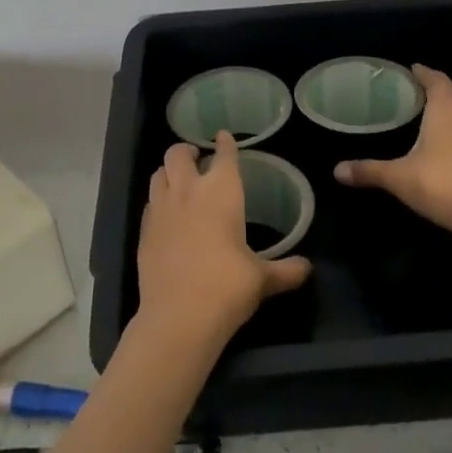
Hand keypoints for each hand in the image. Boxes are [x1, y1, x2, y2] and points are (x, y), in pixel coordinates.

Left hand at [137, 131, 313, 346]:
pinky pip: (150, 203)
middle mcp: (188, 191)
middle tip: (196, 157)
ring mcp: (161, 209)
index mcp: (221, 191)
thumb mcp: (262, 279)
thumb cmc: (228, 286)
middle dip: (187, 150)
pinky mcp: (144, 231)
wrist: (179, 316)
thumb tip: (307, 268)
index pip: (223, 155)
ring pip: (158, 173)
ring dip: (168, 171)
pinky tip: (166, 213)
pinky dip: (158, 200)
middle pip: (179, 154)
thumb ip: (286, 270)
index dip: (225, 143)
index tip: (224, 136)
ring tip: (177, 179)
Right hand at [334, 65, 451, 236]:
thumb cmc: (439, 182)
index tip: (413, 69)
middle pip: (451, 99)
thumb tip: (336, 171)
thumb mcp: (398, 176)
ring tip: (425, 124)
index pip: (438, 81)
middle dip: (433, 97)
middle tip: (411, 100)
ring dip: (447, 118)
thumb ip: (368, 170)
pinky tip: (441, 151)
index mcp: (446, 110)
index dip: (425, 74)